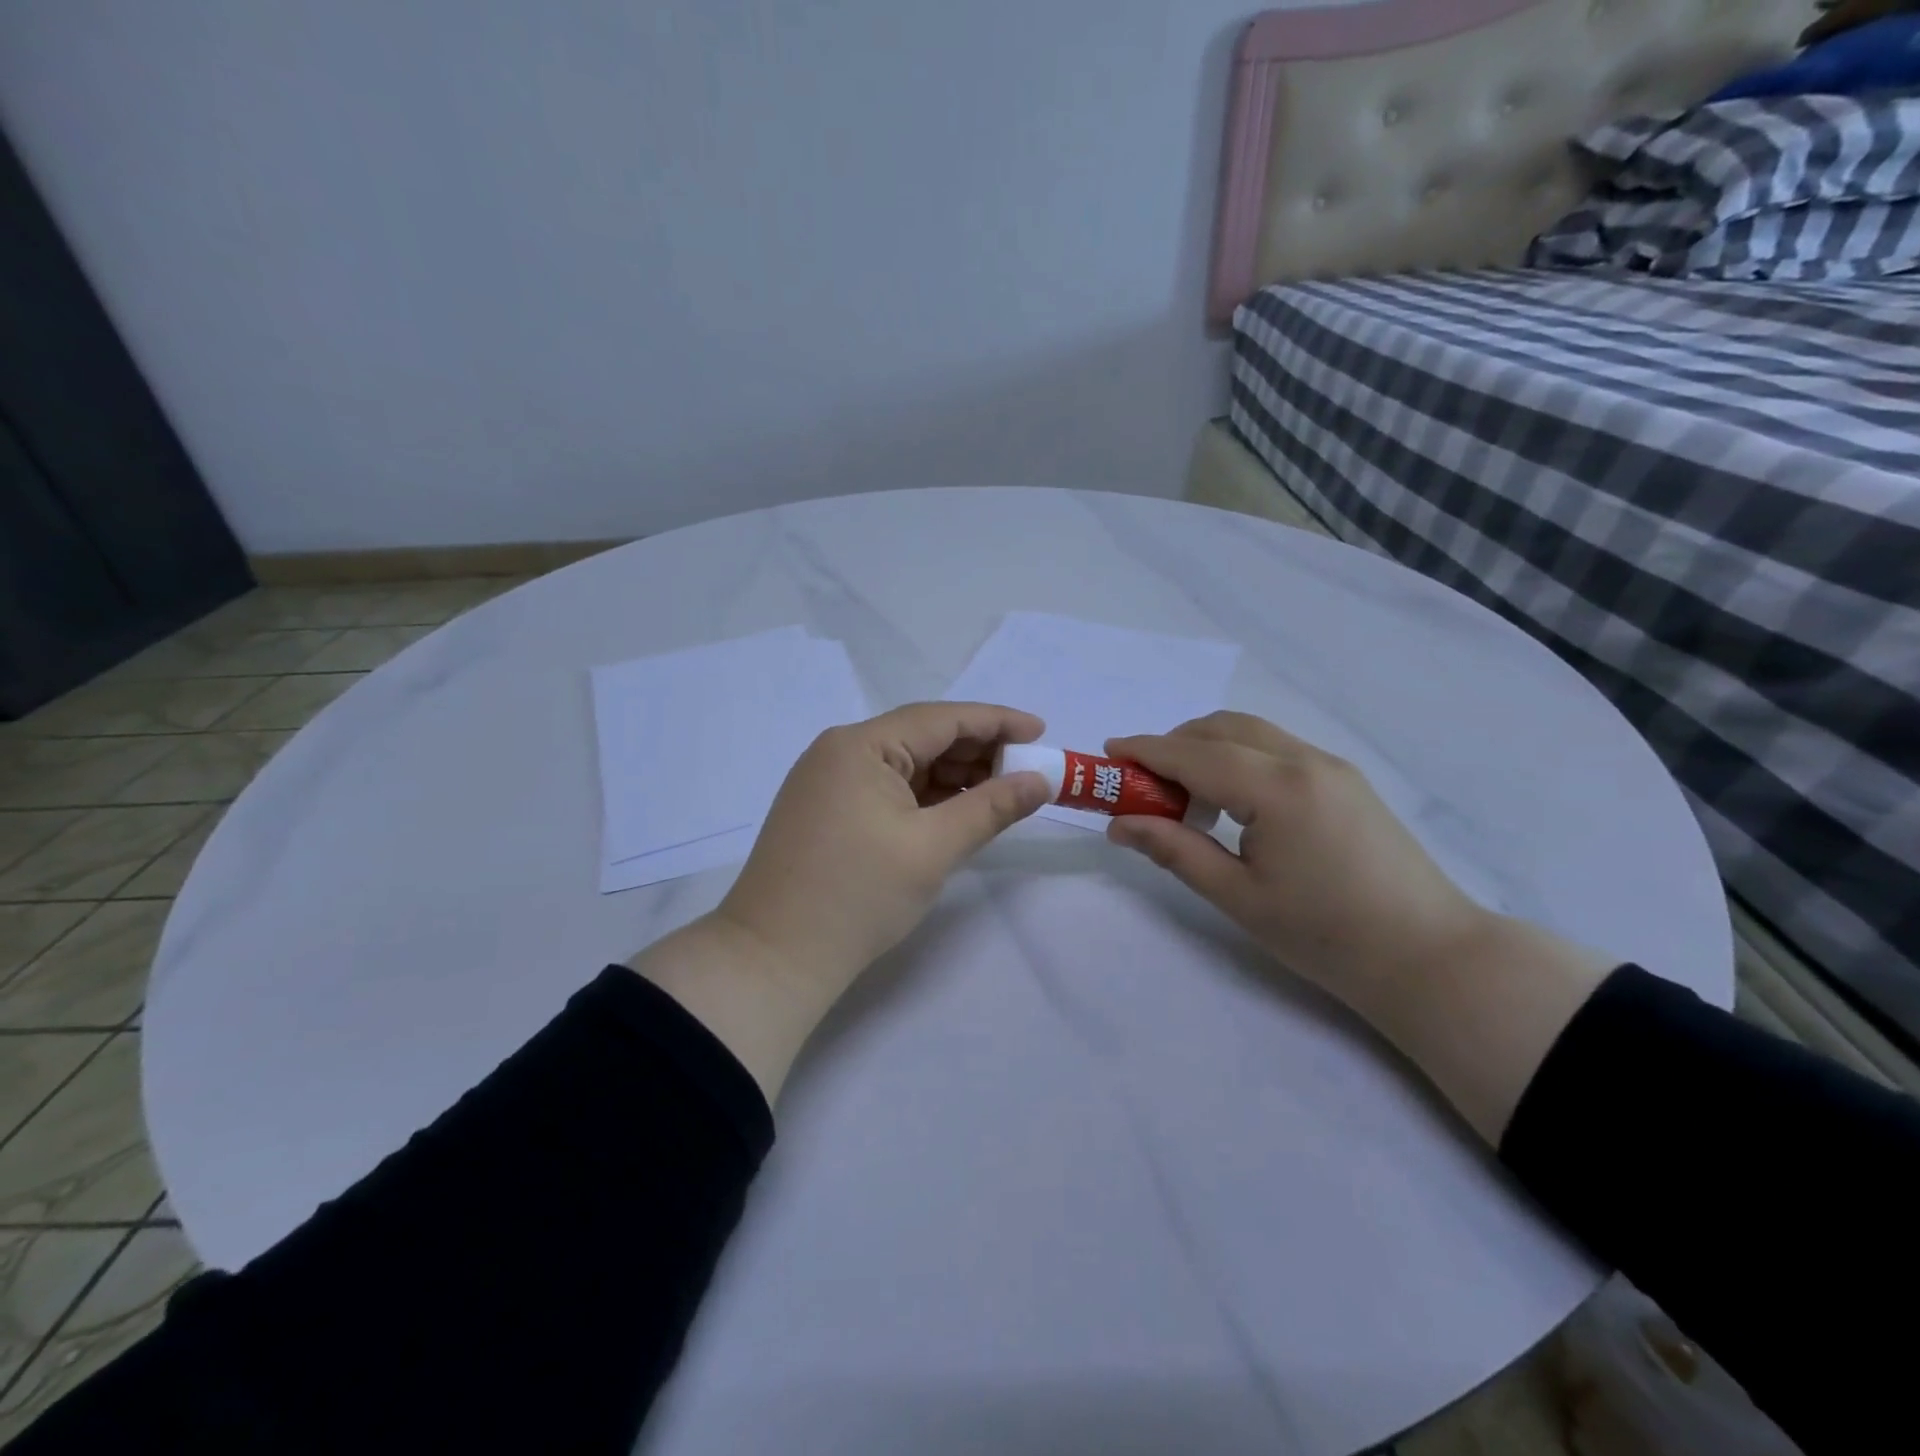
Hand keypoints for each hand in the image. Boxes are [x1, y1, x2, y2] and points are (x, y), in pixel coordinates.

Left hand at [714, 701, 1052, 1010]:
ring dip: (954, 777)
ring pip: (905, 766)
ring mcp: (828, 782)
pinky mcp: (826, 811)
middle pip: (922, 738)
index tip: (1041, 731)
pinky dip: (926, 798)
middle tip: (1029, 771)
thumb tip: (1040, 781)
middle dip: (978, 752)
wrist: (774, 958)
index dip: (996, 722)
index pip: (941, 719)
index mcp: (860, 745)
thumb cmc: (857, 896)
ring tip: (1003, 794)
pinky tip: (958, 811)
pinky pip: (887, 790)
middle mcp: (840, 751)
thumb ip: (992, 808)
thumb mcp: (933, 848)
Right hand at [1106, 712, 1607, 1141]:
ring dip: (1208, 748)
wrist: (1429, 956)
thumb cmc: (1325, 935)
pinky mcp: (1346, 780)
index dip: (1146, 750)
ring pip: (1252, 733)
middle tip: (1144, 784)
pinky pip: (1277, 749)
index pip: (1194, 754)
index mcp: (1276, 789)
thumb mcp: (1238, 897)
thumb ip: (1174, 850)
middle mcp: (1305, 761)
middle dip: (1175, 744)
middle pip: (1223, 728)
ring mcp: (1332, 766)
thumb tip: (1119, 824)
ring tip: (1186, 797)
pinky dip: (1240, 759)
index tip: (1108, 752)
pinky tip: (1233, 803)